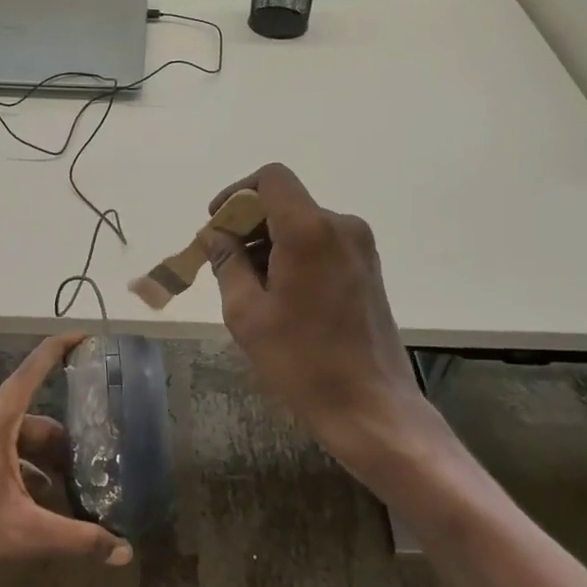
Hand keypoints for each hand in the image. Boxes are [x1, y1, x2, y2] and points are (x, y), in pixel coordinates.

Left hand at [0, 333, 132, 586]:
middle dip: (59, 440)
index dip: (58, 349)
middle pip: (29, 418)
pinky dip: (19, 470)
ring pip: (13, 439)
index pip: (31, 372)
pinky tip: (33, 502)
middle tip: (88, 461)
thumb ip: (80, 540)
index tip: (83, 335)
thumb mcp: (29, 536)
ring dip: (39, 459)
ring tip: (65, 488)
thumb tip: (125, 551)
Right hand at [203, 164, 444, 476]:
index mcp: (308, 230)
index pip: (270, 179)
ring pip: (302, 223)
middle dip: (249, 223)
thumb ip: (227, 263)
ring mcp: (360, 247)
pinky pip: (321, 242)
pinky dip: (294, 254)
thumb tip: (215, 235)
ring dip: (270, 241)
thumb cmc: (302, 361)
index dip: (237, 193)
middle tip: (223, 263)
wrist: (371, 407)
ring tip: (250, 286)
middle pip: (285, 202)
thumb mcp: (247, 313)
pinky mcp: (368, 267)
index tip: (218, 225)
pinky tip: (280, 294)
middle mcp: (340, 226)